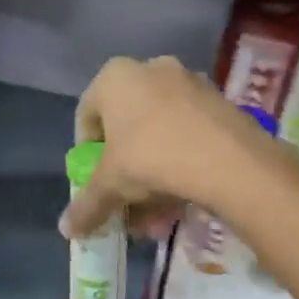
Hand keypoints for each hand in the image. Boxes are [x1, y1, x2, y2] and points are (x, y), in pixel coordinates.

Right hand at [59, 55, 279, 240]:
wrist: (231, 161)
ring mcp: (189, 83)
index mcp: (114, 77)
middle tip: (126, 200)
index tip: (95, 181)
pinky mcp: (220, 101)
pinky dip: (180, 162)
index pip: (86, 116)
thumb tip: (67, 230)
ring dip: (152, 173)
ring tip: (157, 214)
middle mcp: (150, 69)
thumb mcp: (110, 185)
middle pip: (126, 126)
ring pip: (159, 133)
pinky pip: (188, 133)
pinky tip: (183, 198)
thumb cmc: (152, 158)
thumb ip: (87, 205)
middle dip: (124, 169)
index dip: (87, 154)